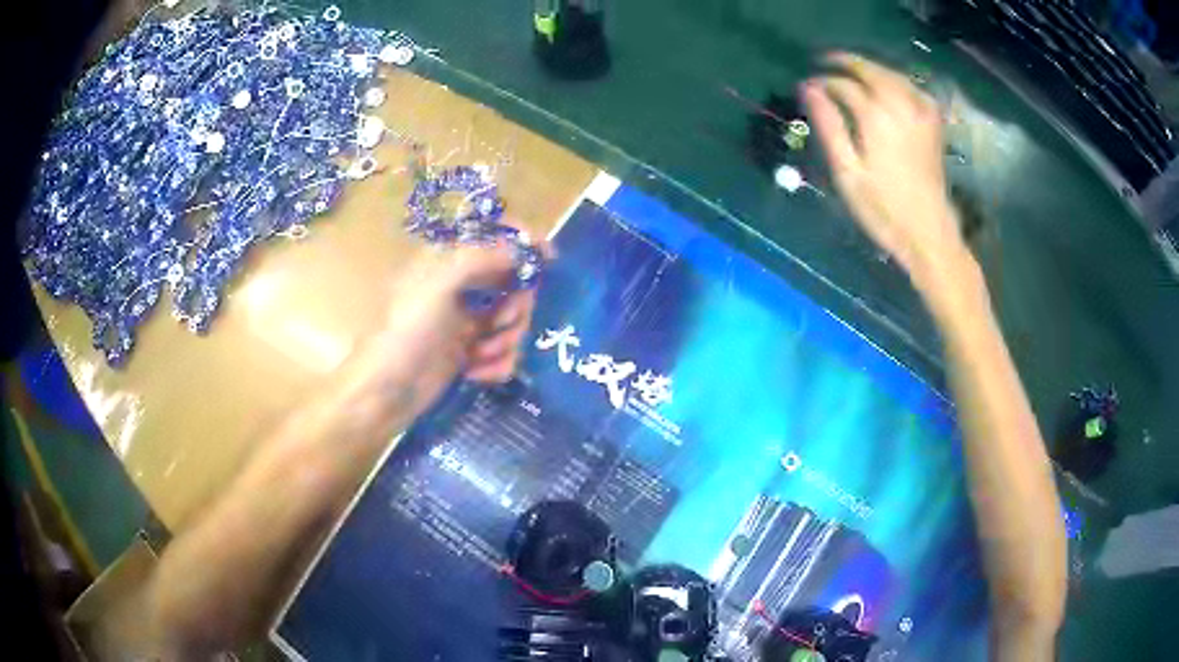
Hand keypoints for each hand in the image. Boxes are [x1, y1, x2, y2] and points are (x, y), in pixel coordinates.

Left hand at [363, 239, 541, 418]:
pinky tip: (477, 374)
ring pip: (513, 320)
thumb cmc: (405, 333)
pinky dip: (497, 363)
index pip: (493, 240)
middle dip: (516, 306)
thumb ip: (478, 259)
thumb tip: (520, 248)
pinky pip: (505, 351)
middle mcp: (461, 288)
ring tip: (482, 355)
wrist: (386, 393)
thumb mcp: (437, 286)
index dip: (523, 244)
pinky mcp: (471, 354)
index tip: (550, 258)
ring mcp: (467, 322)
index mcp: (448, 263)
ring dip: (506, 340)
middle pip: (513, 283)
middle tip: (502, 322)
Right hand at [803, 53, 969, 283]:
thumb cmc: (883, 209)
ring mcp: (920, 114)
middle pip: (870, 70)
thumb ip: (828, 125)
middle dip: (846, 62)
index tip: (806, 87)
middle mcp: (900, 106)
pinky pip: (915, 89)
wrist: (928, 233)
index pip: (843, 85)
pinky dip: (899, 81)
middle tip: (824, 62)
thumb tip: (808, 89)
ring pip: (893, 75)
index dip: (822, 83)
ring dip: (871, 68)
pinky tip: (890, 86)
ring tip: (852, 70)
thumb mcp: (847, 172)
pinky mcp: (933, 125)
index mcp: (875, 117)